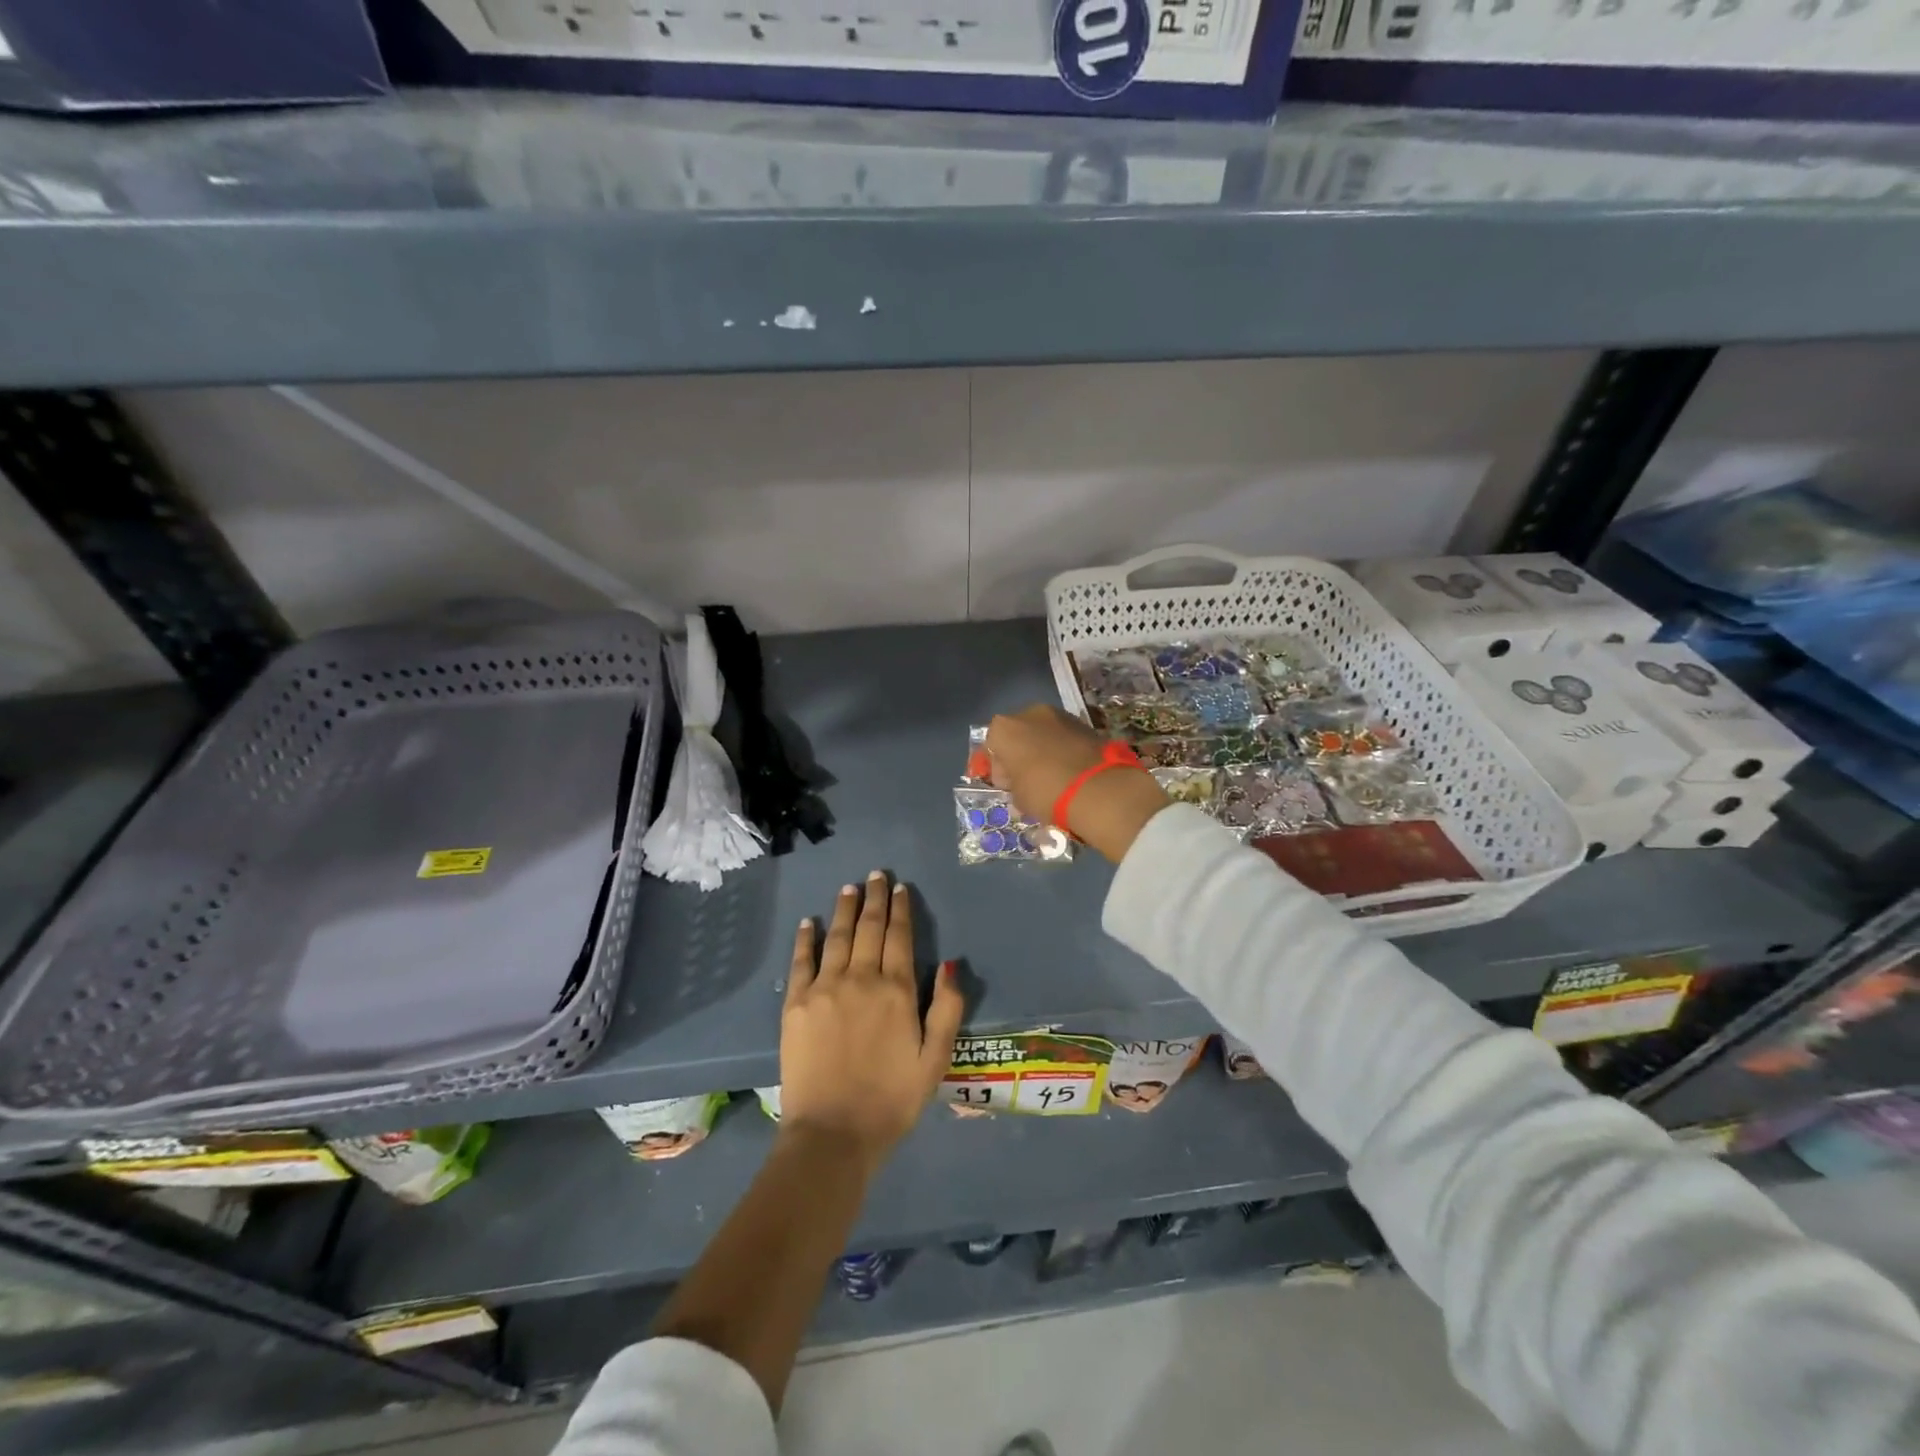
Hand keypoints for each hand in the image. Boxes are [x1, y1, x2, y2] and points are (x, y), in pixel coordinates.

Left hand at [780, 872, 964, 1173]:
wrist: (833, 1134)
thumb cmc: (891, 1100)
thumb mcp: (935, 1060)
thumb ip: (947, 1009)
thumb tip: (950, 963)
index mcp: (897, 991)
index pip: (900, 937)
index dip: (900, 909)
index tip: (899, 888)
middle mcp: (861, 978)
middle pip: (869, 928)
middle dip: (874, 898)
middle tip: (875, 875)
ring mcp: (825, 988)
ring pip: (837, 936)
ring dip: (844, 909)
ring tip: (849, 887)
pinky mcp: (796, 1004)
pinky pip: (801, 961)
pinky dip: (806, 938)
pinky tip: (809, 922)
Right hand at [984, 705, 1170, 862]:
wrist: (1099, 788)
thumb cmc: (1046, 791)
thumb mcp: (1018, 798)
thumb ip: (1013, 786)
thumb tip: (1020, 785)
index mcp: (1004, 728)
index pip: (991, 746)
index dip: (998, 768)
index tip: (1007, 786)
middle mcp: (1029, 713)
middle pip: (1018, 733)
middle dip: (1021, 754)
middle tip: (1027, 781)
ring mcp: (1060, 715)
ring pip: (1043, 733)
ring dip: (1043, 750)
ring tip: (1052, 776)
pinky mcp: (1085, 723)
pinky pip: (1064, 737)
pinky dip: (1063, 750)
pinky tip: (1070, 771)